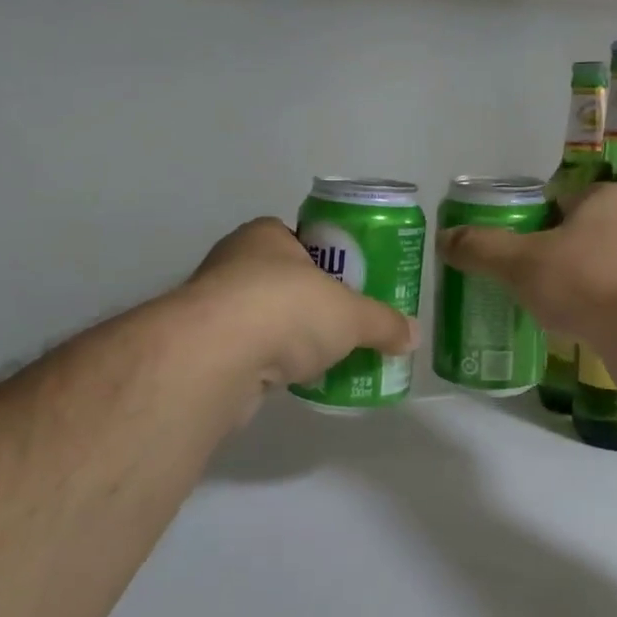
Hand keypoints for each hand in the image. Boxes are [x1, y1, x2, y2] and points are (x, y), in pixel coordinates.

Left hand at [181, 218, 416, 400]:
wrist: (217, 357)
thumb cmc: (287, 309)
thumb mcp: (351, 314)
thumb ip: (383, 322)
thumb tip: (412, 335)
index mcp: (266, 236)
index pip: (302, 240)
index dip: (329, 261)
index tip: (351, 286)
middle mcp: (234, 263)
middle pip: (284, 281)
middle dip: (312, 304)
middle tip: (344, 325)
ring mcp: (213, 307)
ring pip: (264, 318)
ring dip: (289, 336)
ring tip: (326, 357)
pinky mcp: (205, 348)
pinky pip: (249, 351)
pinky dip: (271, 363)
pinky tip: (295, 380)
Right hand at [437, 182, 616, 341]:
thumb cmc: (587, 281)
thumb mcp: (521, 262)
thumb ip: (481, 248)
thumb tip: (444, 239)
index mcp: (605, 197)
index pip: (555, 200)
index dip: (525, 222)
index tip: (504, 250)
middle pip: (573, 235)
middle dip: (546, 256)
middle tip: (515, 280)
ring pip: (594, 268)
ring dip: (570, 285)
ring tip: (538, 307)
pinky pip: (611, 299)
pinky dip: (590, 309)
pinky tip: (571, 327)